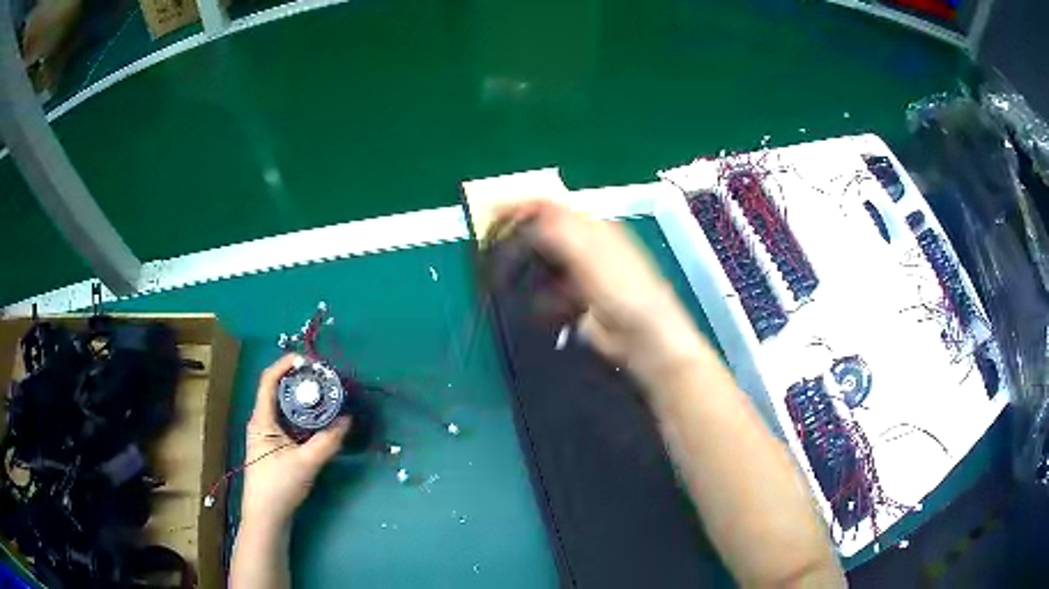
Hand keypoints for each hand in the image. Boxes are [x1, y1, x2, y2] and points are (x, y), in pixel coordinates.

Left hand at [240, 354, 350, 528]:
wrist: (266, 516)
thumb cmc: (279, 486)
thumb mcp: (307, 462)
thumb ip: (328, 441)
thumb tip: (348, 419)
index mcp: (262, 419)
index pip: (269, 380)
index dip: (285, 365)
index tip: (309, 360)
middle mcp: (261, 421)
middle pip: (277, 391)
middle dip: (300, 382)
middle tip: (324, 380)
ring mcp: (266, 435)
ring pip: (284, 408)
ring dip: (302, 401)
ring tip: (325, 398)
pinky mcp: (273, 447)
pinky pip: (288, 422)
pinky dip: (302, 417)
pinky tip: (318, 424)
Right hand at [493, 200, 710, 380]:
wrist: (643, 336)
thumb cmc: (621, 289)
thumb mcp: (588, 252)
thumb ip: (555, 228)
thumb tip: (522, 213)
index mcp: (593, 227)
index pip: (551, 207)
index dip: (521, 208)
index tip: (491, 217)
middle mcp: (586, 245)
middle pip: (544, 234)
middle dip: (520, 243)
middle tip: (496, 254)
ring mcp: (582, 274)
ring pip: (544, 265)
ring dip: (530, 274)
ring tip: (516, 285)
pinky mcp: (578, 301)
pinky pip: (550, 293)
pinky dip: (542, 299)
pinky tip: (543, 310)